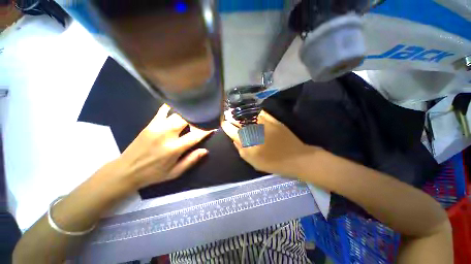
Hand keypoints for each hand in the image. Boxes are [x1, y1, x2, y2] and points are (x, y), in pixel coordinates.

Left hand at [104, 104, 212, 191]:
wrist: (126, 170)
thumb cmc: (153, 174)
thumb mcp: (175, 172)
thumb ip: (191, 160)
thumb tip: (205, 150)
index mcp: (174, 148)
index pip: (196, 135)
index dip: (206, 129)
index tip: (214, 125)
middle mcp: (167, 134)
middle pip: (187, 119)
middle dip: (198, 117)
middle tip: (204, 117)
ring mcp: (157, 127)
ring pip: (177, 113)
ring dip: (188, 112)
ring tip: (195, 111)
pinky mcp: (150, 124)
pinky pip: (163, 110)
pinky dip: (172, 106)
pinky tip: (178, 104)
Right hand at [221, 111, 317, 176]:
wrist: (295, 158)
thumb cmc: (272, 163)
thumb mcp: (252, 161)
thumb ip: (241, 149)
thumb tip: (235, 139)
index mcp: (248, 140)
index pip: (232, 130)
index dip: (226, 126)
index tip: (224, 124)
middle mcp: (254, 129)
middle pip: (239, 120)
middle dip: (231, 117)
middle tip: (228, 116)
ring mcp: (264, 122)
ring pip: (248, 114)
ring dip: (241, 113)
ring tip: (237, 112)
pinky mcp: (273, 120)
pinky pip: (261, 112)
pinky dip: (254, 111)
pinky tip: (251, 112)